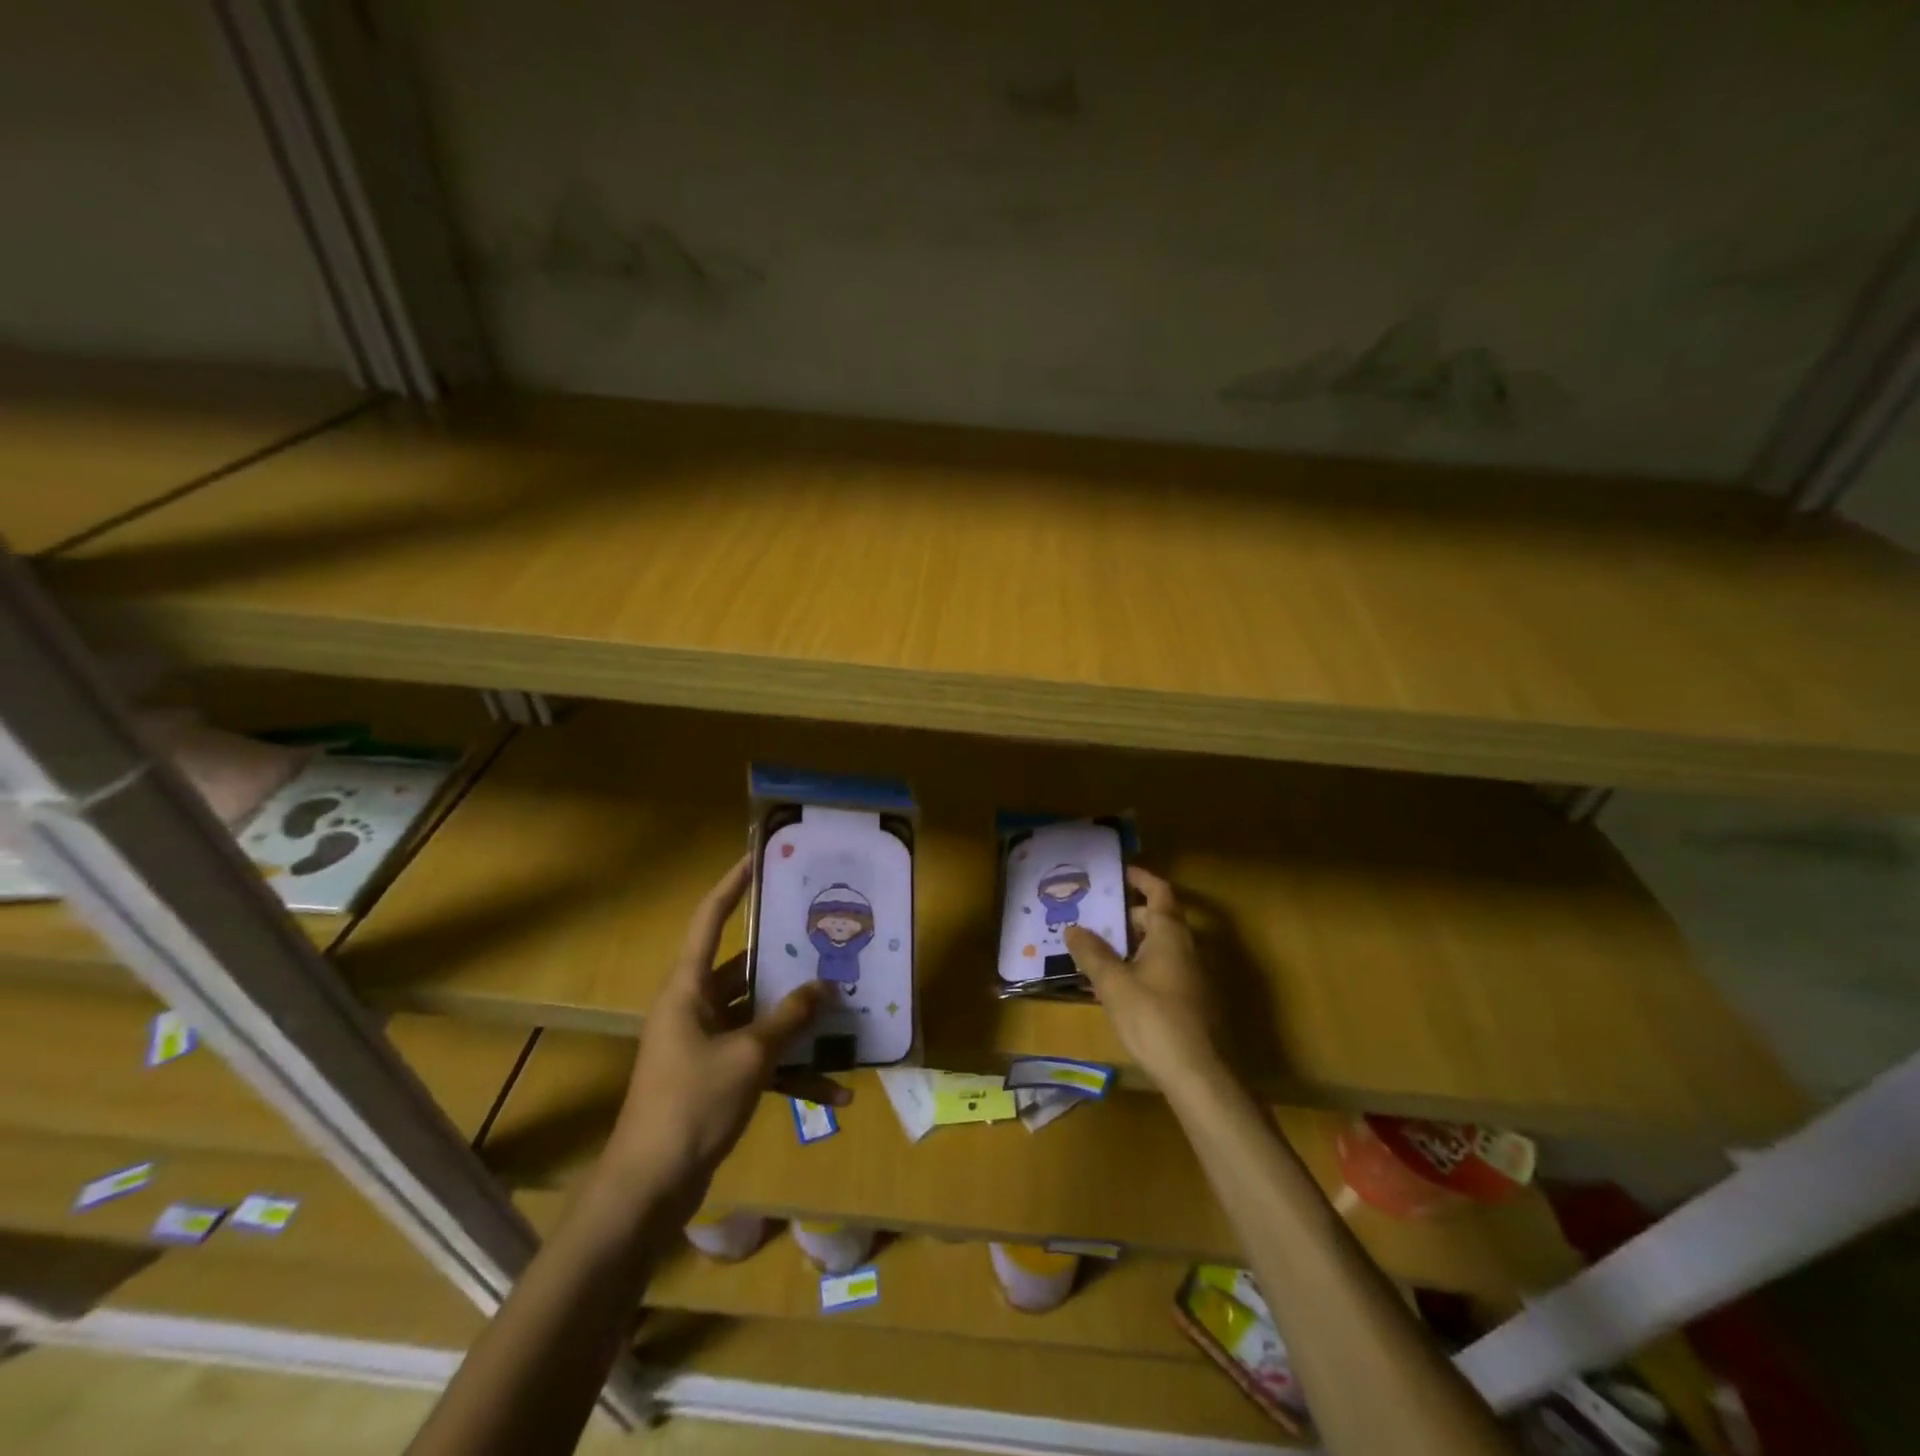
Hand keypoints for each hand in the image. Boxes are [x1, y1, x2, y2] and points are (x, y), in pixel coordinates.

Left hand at [604, 855, 848, 1209]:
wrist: (650, 1189)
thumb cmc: (691, 1104)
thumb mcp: (749, 1056)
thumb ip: (790, 1018)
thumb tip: (825, 988)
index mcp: (688, 989)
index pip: (710, 920)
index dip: (733, 885)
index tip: (759, 858)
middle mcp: (696, 1007)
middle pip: (746, 969)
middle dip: (788, 959)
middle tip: (827, 935)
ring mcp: (707, 1044)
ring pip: (761, 1017)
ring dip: (799, 1022)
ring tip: (845, 1009)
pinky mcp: (719, 1077)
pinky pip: (763, 1061)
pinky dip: (794, 1073)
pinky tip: (836, 1092)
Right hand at [1065, 866, 1222, 1090]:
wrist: (1199, 1075)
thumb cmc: (1154, 1019)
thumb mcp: (1113, 984)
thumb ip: (1092, 953)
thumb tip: (1073, 927)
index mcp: (1170, 934)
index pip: (1159, 891)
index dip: (1140, 878)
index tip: (1118, 871)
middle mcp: (1186, 948)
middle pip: (1158, 919)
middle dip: (1127, 914)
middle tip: (1095, 916)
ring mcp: (1193, 976)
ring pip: (1160, 946)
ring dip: (1132, 943)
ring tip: (1098, 949)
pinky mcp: (1192, 1001)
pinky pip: (1163, 969)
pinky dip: (1141, 965)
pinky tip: (1118, 986)